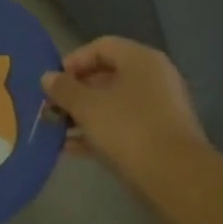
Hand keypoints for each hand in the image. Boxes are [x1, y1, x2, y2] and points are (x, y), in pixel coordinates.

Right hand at [42, 37, 206, 184]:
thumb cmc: (128, 129)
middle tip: (52, 108)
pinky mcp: (158, 135)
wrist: (175, 176)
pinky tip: (72, 148)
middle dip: (75, 92)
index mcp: (140, 60)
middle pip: (106, 75)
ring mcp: (159, 107)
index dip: (73, 61)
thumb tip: (48, 77)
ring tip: (57, 130)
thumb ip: (64, 89)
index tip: (53, 83)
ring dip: (83, 114)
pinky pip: (122, 124)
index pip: (101, 46)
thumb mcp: (87, 106)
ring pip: (112, 103)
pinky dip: (98, 132)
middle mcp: (153, 77)